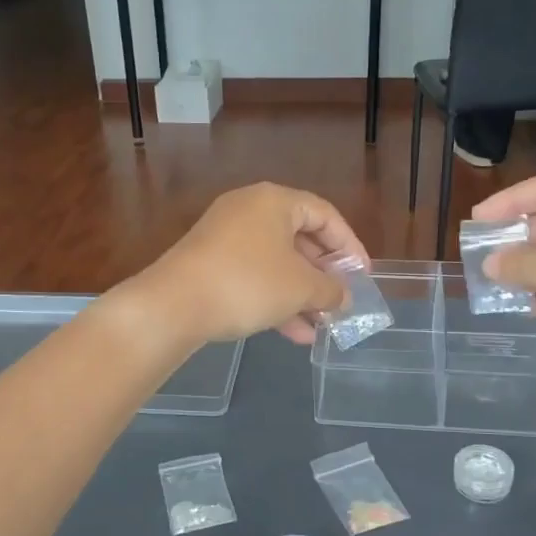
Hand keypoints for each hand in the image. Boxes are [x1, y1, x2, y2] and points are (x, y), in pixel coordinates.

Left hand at [139, 183, 364, 345]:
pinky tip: (293, 334)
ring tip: (322, 325)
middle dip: (323, 274)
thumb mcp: (300, 288)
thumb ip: (331, 290)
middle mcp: (249, 210)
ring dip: (301, 294)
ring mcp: (225, 237)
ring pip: (276, 263)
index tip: (362, 276)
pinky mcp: (209, 264)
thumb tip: (344, 297)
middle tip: (341, 300)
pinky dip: (275, 299)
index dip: (349, 246)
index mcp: (274, 201)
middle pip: (299, 238)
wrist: (173, 305)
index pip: (325, 214)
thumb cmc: (248, 283)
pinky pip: (253, 276)